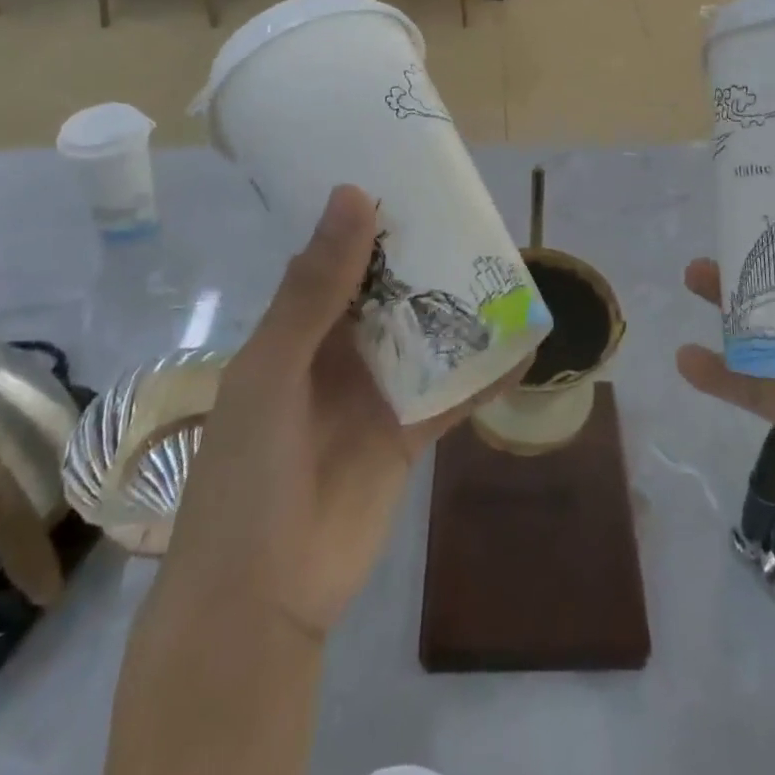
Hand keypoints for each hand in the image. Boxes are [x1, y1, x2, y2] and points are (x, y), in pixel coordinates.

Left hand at [160, 184, 515, 639]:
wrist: (259, 598)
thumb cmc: (248, 469)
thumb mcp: (275, 366)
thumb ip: (318, 286)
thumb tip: (356, 194)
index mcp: (298, 326)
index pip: (339, 255)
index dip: (372, 217)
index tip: (414, 176)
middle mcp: (340, 349)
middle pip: (391, 290)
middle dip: (427, 256)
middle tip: (475, 213)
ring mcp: (378, 390)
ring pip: (426, 334)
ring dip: (460, 307)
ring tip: (508, 265)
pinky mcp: (409, 432)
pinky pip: (454, 393)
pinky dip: (487, 372)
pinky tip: (526, 344)